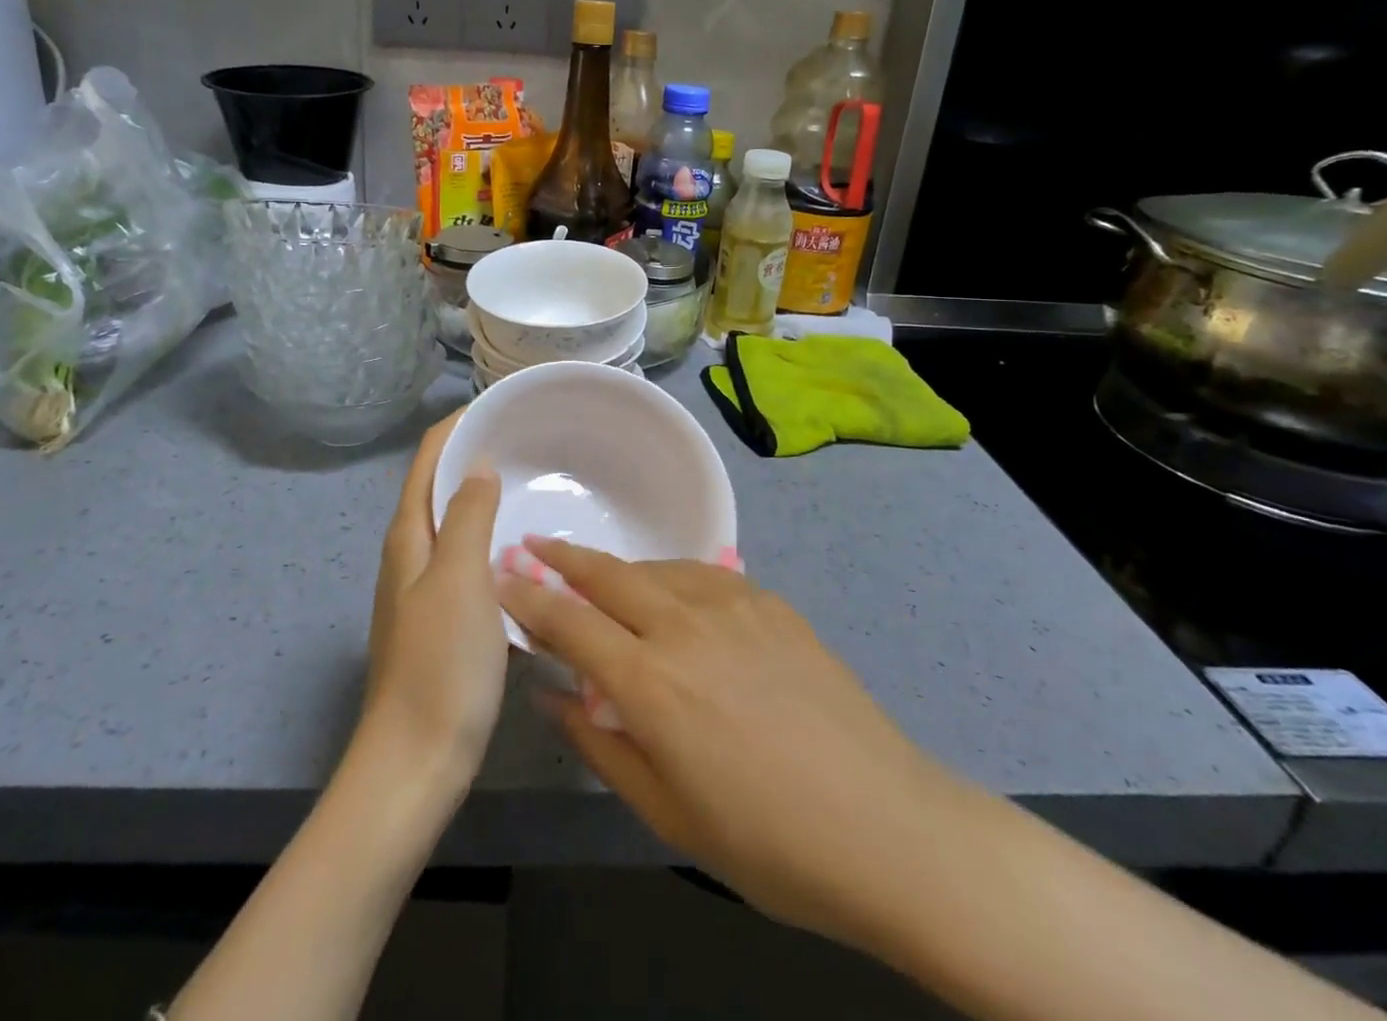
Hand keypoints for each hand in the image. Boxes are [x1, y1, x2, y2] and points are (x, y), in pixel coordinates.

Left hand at [364, 412, 506, 786]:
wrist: (415, 763)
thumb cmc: (440, 664)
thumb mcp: (460, 579)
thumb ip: (469, 516)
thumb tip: (478, 463)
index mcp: (408, 536)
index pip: (427, 459)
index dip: (456, 426)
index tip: (499, 406)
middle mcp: (410, 554)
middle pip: (438, 487)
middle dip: (474, 456)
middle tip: (528, 441)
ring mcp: (424, 590)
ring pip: (456, 526)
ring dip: (486, 499)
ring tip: (533, 485)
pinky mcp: (442, 621)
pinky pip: (470, 563)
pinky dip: (494, 543)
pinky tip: (526, 554)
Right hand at [497, 537, 936, 949]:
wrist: (887, 826)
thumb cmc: (768, 843)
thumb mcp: (667, 813)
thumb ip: (601, 744)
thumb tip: (552, 697)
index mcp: (651, 682)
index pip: (569, 622)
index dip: (528, 598)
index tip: (499, 577)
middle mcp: (684, 625)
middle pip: (607, 573)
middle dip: (563, 557)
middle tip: (534, 544)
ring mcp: (733, 605)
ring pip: (655, 567)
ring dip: (618, 569)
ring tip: (601, 579)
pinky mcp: (771, 602)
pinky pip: (702, 576)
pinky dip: (670, 577)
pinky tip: (673, 596)